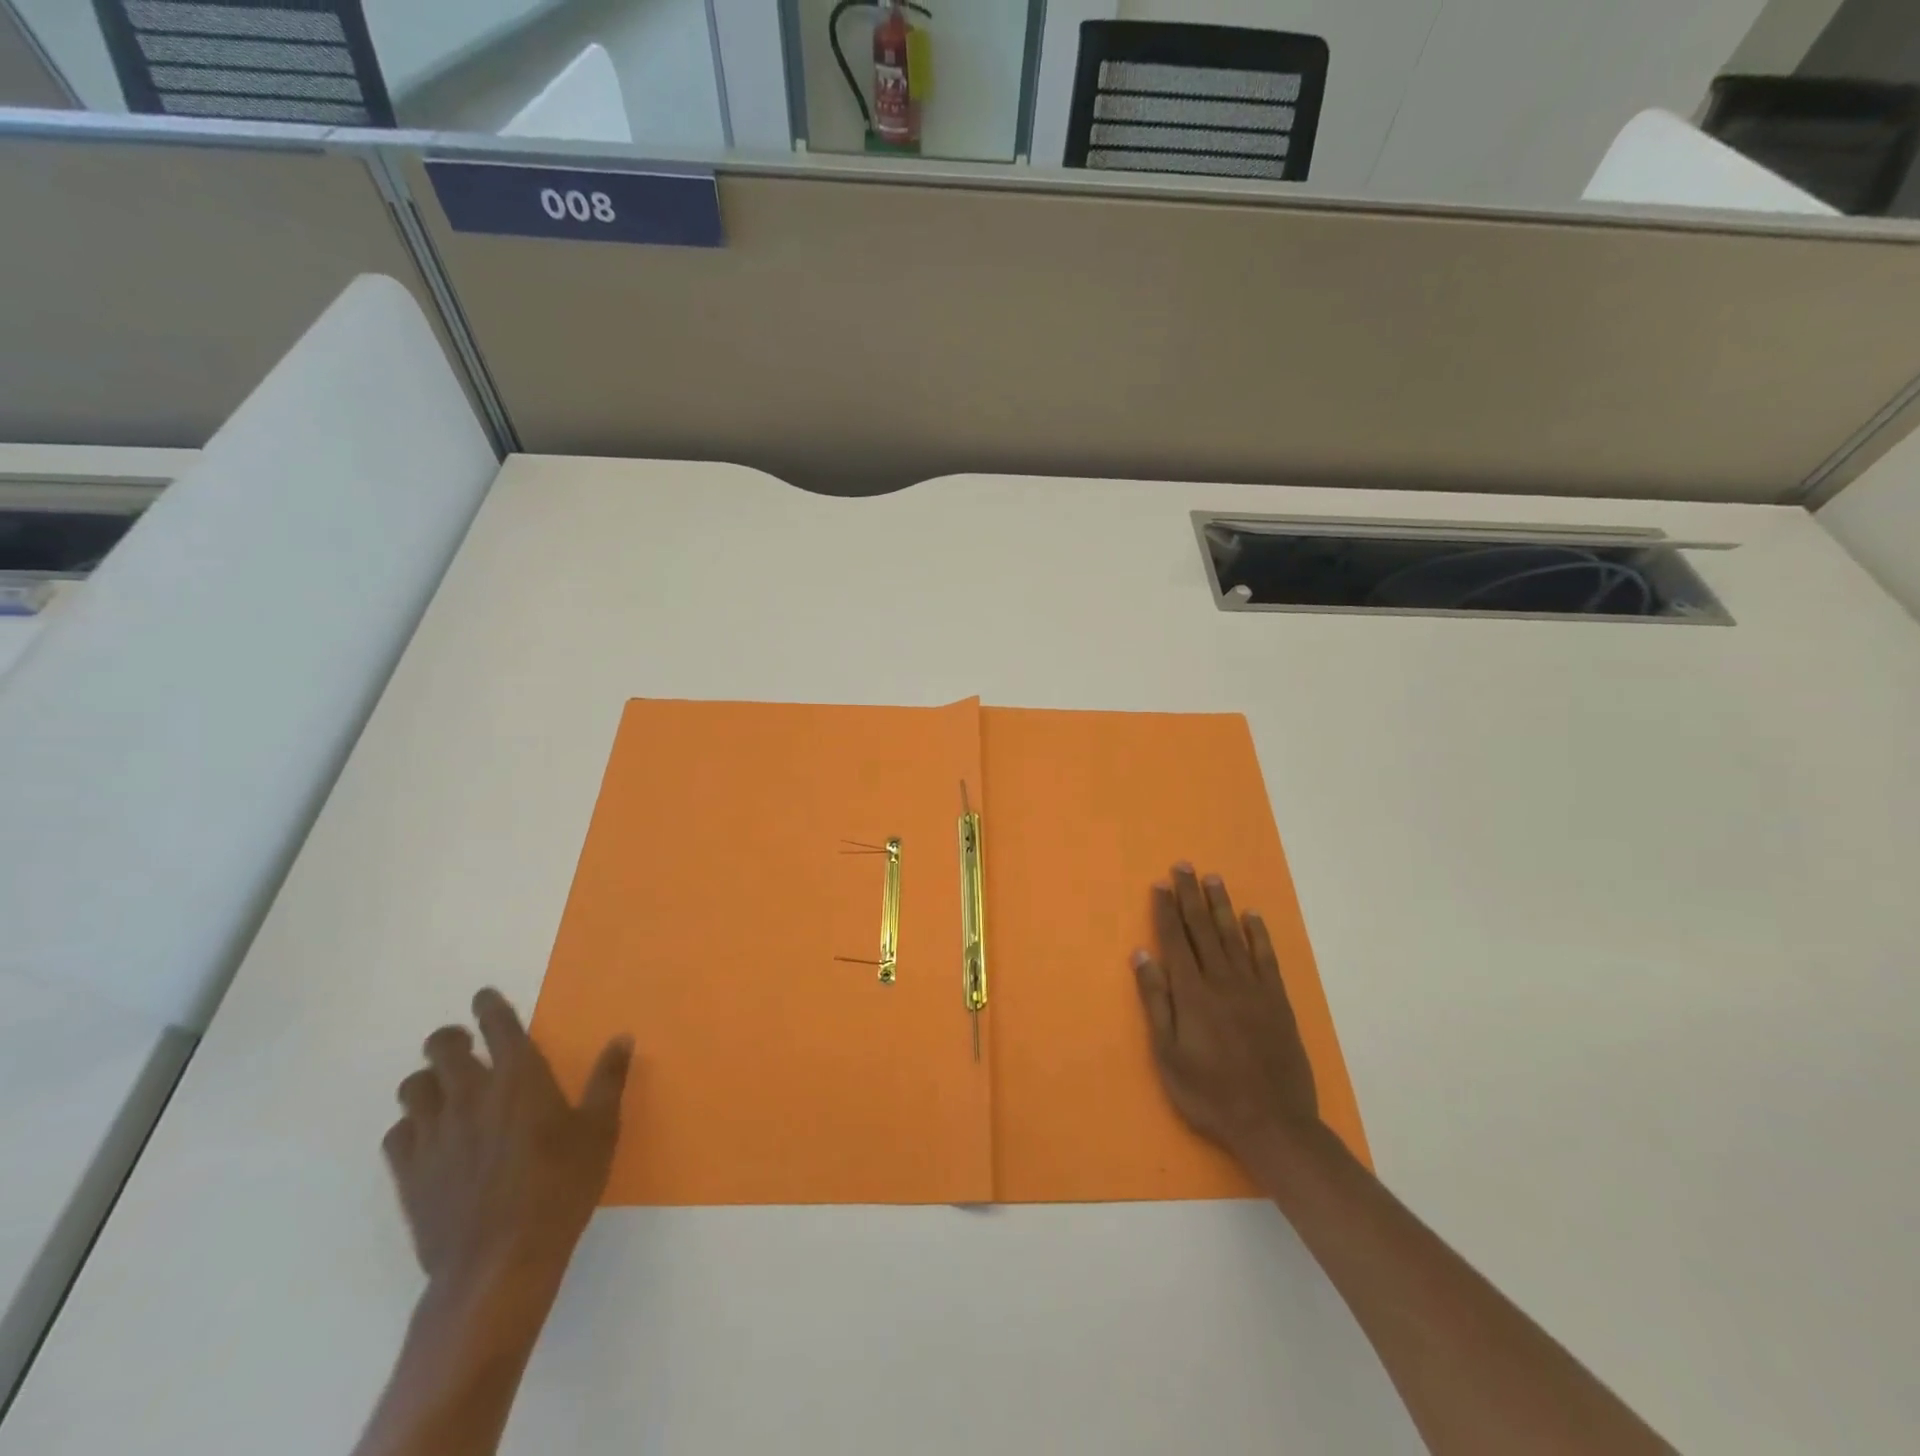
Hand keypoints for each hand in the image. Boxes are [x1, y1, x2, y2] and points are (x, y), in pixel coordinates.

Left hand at [383, 988, 632, 1289]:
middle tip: (462, 1043)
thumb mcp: (600, 1130)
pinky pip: (397, 1133)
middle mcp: (470, 1094)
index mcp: (519, 1077)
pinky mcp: (410, 1173)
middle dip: (450, 1038)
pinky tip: (428, 1137)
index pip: (497, 1024)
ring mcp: (434, 1133)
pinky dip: (411, 1126)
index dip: (489, 1006)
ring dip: (428, 1081)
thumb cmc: (561, 1186)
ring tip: (443, 1090)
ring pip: (413, 1087)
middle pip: (442, 1047)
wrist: (500, 1263)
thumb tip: (622, 1037)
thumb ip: (608, 1079)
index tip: (484, 997)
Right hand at [1131, 865, 1320, 1169]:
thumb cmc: (1209, 1093)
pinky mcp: (1277, 1001)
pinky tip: (1251, 916)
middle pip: (1202, 929)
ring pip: (1233, 936)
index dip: (1166, 910)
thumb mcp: (1168, 1054)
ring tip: (1212, 878)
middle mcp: (1221, 980)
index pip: (1175, 940)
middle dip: (1190, 896)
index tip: (1160, 884)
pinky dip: (1258, 934)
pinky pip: (1266, 958)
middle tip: (1183, 866)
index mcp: (1192, 993)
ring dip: (1221, 905)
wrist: (1272, 1123)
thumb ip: (1156, 1001)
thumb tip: (1142, 955)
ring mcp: (1253, 988)